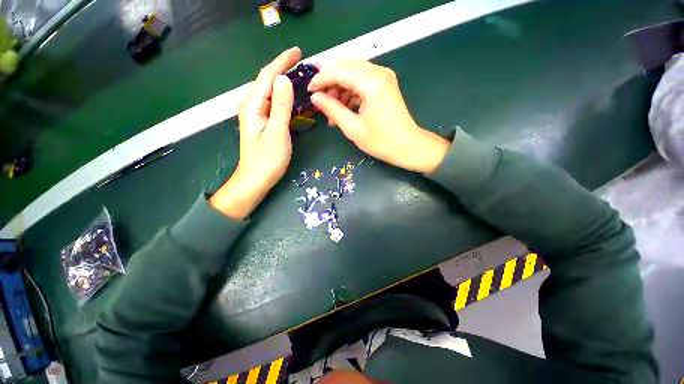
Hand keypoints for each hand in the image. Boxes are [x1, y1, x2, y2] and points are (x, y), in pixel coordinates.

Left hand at [210, 47, 300, 218]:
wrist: (256, 179)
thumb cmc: (267, 159)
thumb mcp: (277, 132)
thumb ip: (280, 105)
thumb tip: (284, 79)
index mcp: (253, 105)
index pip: (268, 75)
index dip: (283, 61)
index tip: (298, 51)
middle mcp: (252, 105)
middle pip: (269, 81)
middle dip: (285, 69)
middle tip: (305, 66)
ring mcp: (257, 114)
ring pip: (272, 93)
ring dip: (286, 83)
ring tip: (302, 78)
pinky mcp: (263, 123)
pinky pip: (275, 104)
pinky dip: (285, 98)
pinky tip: (294, 98)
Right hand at [308, 59, 449, 173]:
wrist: (408, 146)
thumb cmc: (381, 141)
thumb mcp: (353, 128)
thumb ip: (332, 109)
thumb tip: (315, 97)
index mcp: (371, 82)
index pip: (339, 71)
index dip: (321, 79)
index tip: (308, 90)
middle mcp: (379, 72)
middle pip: (346, 67)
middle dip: (330, 82)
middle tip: (320, 100)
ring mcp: (384, 77)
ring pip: (353, 73)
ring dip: (340, 88)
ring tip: (332, 110)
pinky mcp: (385, 84)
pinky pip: (362, 81)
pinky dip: (351, 93)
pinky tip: (344, 108)